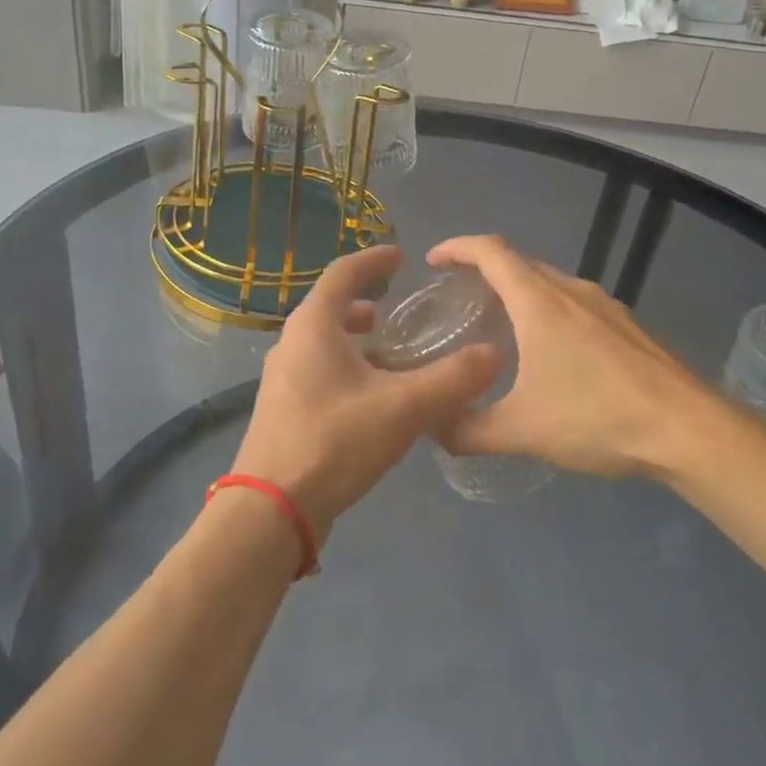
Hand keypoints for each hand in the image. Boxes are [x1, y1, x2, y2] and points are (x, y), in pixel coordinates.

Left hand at [235, 245, 499, 540]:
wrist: (270, 510)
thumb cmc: (334, 442)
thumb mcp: (403, 408)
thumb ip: (452, 379)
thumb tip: (494, 353)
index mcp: (313, 326)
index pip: (344, 273)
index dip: (374, 260)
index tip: (401, 256)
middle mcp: (292, 343)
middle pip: (330, 307)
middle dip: (366, 302)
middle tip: (398, 307)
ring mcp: (282, 378)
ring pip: (324, 342)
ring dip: (356, 338)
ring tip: (390, 352)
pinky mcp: (284, 409)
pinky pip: (319, 371)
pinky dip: (347, 367)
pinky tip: (373, 397)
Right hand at [426, 235, 743, 481]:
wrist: (690, 430)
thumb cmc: (597, 417)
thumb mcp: (521, 430)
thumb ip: (468, 429)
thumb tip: (433, 426)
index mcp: (539, 302)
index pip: (490, 252)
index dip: (457, 248)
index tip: (433, 260)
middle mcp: (572, 291)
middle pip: (519, 263)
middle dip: (485, 272)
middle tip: (460, 300)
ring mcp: (606, 306)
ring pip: (550, 283)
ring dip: (520, 293)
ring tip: (501, 325)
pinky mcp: (629, 326)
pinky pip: (576, 304)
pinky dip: (550, 311)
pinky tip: (553, 353)